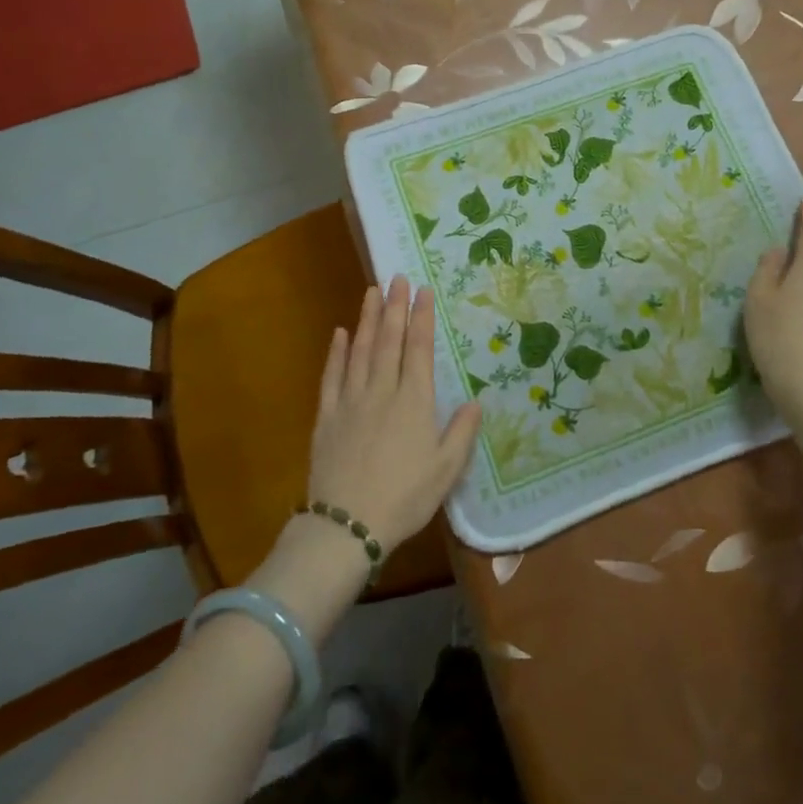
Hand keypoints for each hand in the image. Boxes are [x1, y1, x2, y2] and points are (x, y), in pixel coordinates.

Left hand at [308, 276, 480, 553]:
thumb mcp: (446, 469)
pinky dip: (337, 352)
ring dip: (367, 319)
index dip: (421, 317)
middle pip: (388, 341)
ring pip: (360, 350)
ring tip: (371, 292)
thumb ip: (461, 431)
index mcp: (414, 402)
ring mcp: (350, 401)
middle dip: (394, 307)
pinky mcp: (327, 416)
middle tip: (396, 278)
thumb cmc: (404, 498)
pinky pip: (332, 376)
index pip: (418, 349)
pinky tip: (340, 333)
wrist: (347, 526)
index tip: (423, 291)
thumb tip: (476, 400)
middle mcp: (382, 391)